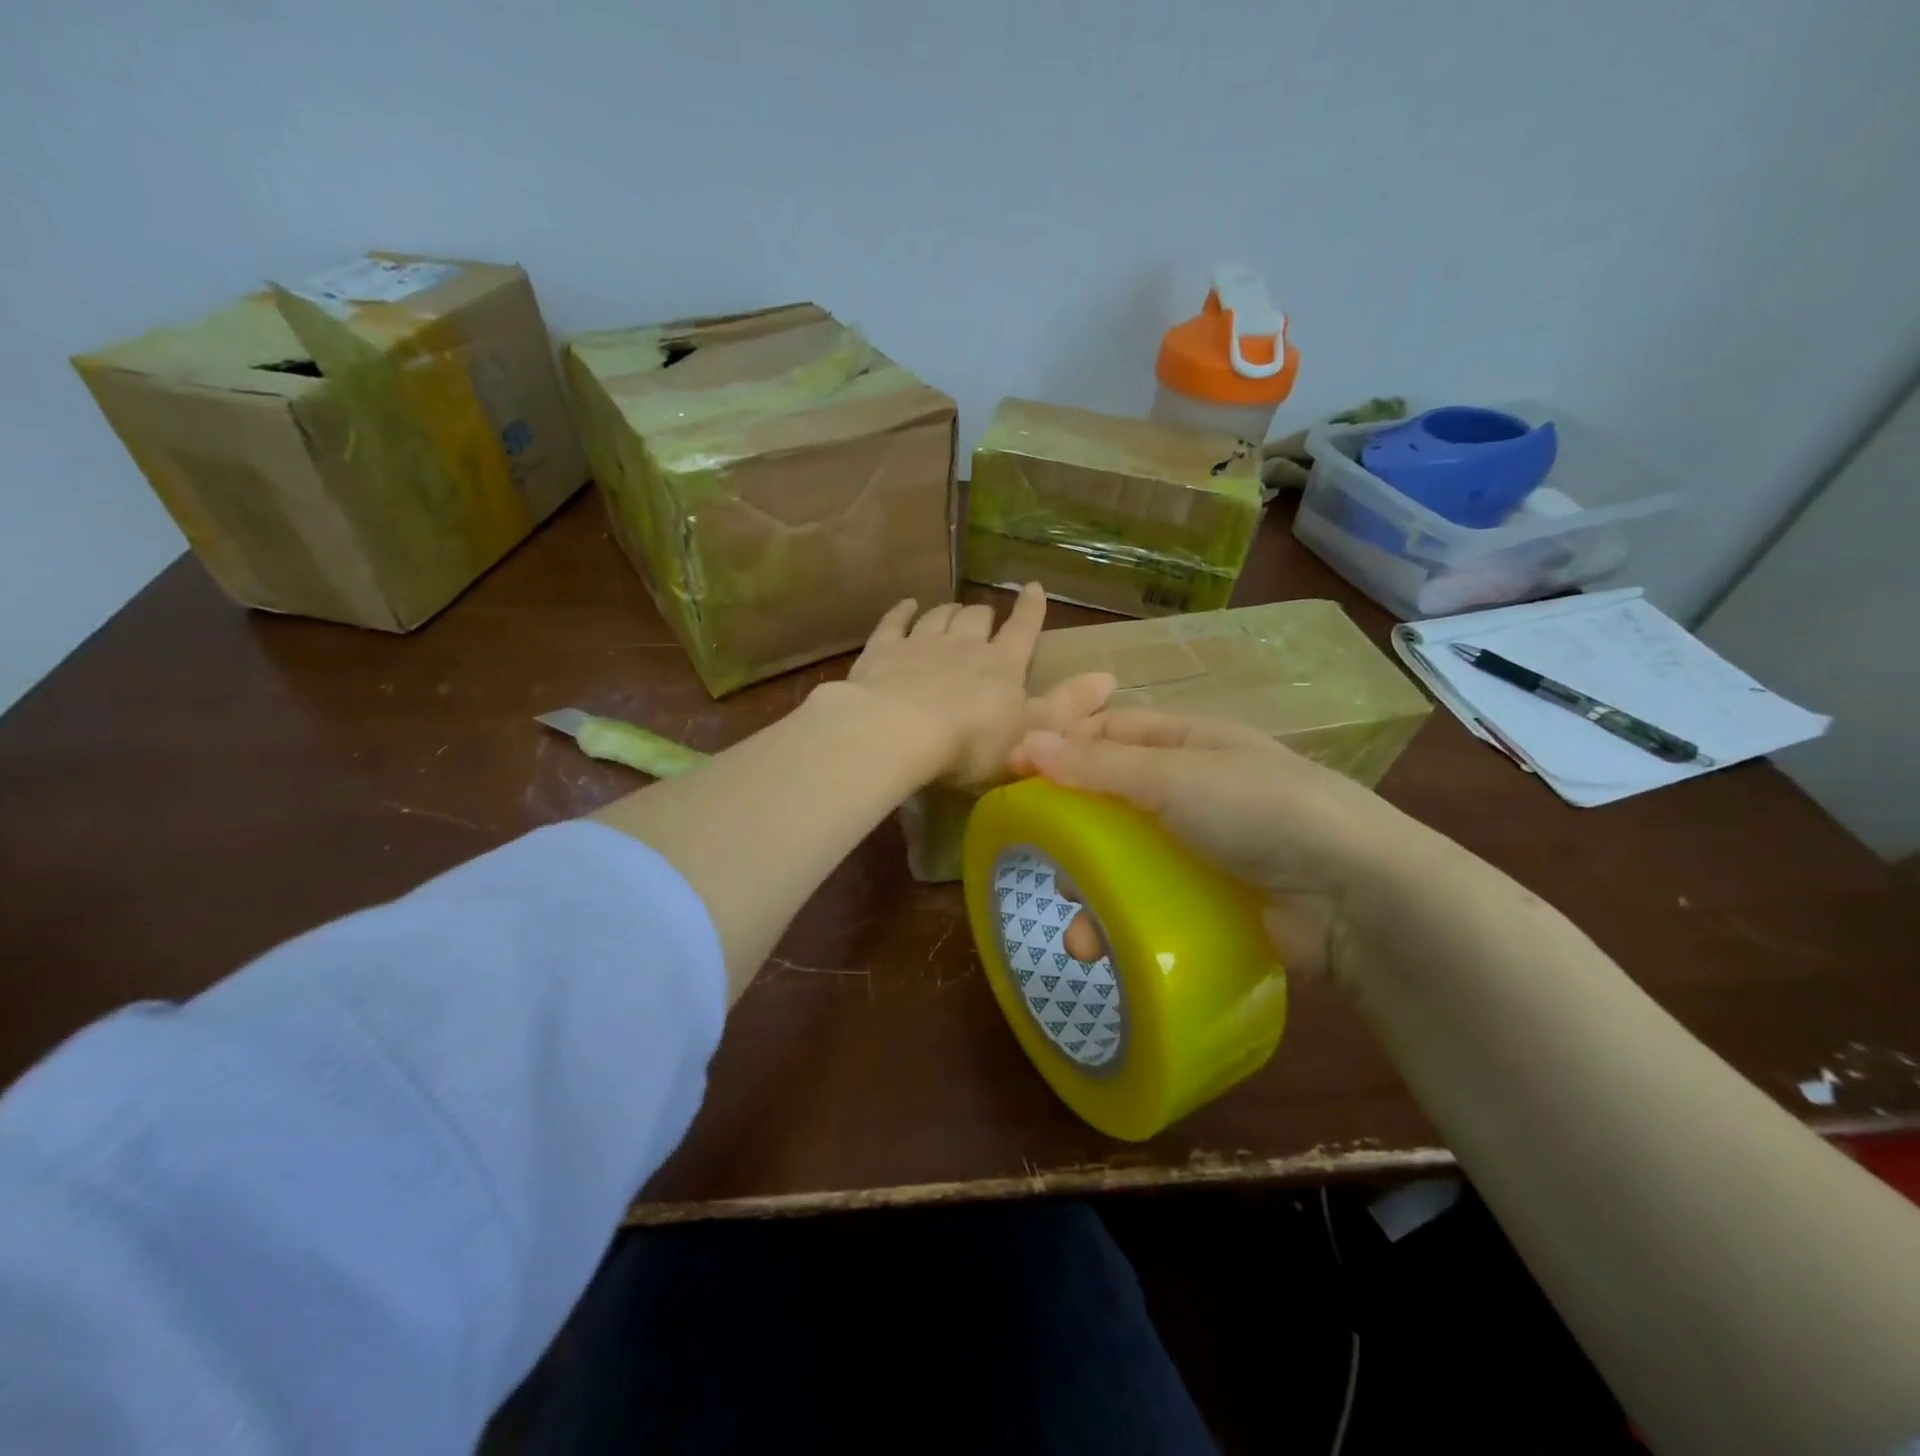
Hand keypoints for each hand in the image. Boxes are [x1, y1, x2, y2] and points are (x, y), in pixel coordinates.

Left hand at [836, 584, 1115, 788]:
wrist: (896, 733)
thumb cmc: (969, 743)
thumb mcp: (1030, 734)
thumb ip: (1067, 707)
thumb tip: (1109, 678)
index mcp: (1002, 665)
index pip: (1022, 629)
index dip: (1030, 610)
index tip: (1033, 588)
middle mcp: (963, 645)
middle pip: (976, 618)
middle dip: (983, 616)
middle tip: (984, 619)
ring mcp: (920, 644)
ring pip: (939, 616)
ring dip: (948, 612)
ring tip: (952, 612)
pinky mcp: (882, 651)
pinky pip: (894, 622)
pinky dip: (903, 612)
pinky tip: (907, 605)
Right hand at [1011, 709, 1436, 978]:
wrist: (1354, 896)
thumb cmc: (1259, 811)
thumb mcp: (1173, 777)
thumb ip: (1098, 765)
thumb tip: (1025, 742)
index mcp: (1190, 742)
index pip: (1112, 732)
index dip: (1063, 746)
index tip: (1013, 771)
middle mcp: (1196, 788)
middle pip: (1114, 797)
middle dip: (1072, 825)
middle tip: (1037, 850)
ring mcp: (1207, 847)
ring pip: (1129, 857)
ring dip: (1094, 886)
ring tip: (1076, 921)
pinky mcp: (1214, 897)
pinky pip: (1154, 900)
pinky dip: (1125, 920)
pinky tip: (1104, 945)